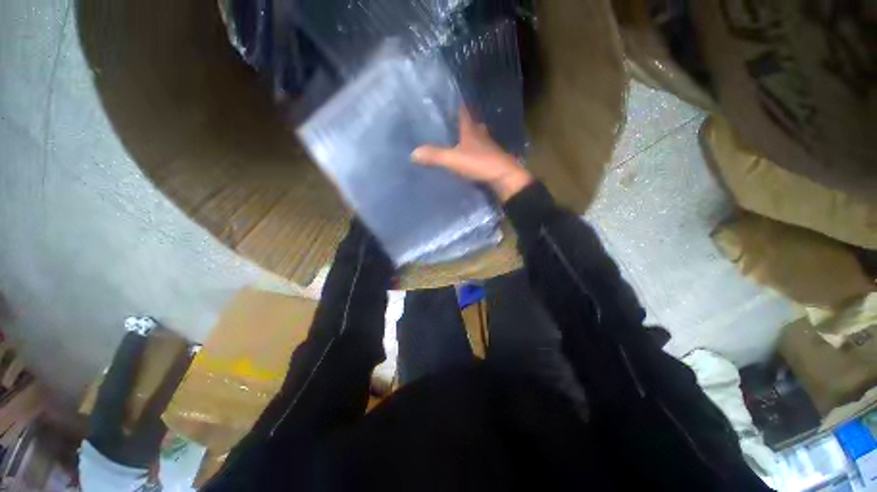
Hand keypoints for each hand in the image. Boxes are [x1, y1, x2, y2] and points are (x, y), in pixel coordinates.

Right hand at [412, 108, 532, 202]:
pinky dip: (473, 152)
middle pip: (472, 125)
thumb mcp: (454, 160)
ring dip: (470, 137)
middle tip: (452, 123)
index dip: (457, 105)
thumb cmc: (480, 164)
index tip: (451, 98)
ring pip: (477, 138)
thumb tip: (412, 153)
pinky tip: (468, 157)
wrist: (504, 179)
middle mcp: (481, 136)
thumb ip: (435, 156)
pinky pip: (480, 152)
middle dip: (463, 123)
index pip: (463, 112)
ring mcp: (488, 148)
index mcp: (471, 130)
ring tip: (458, 139)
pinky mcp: (491, 160)